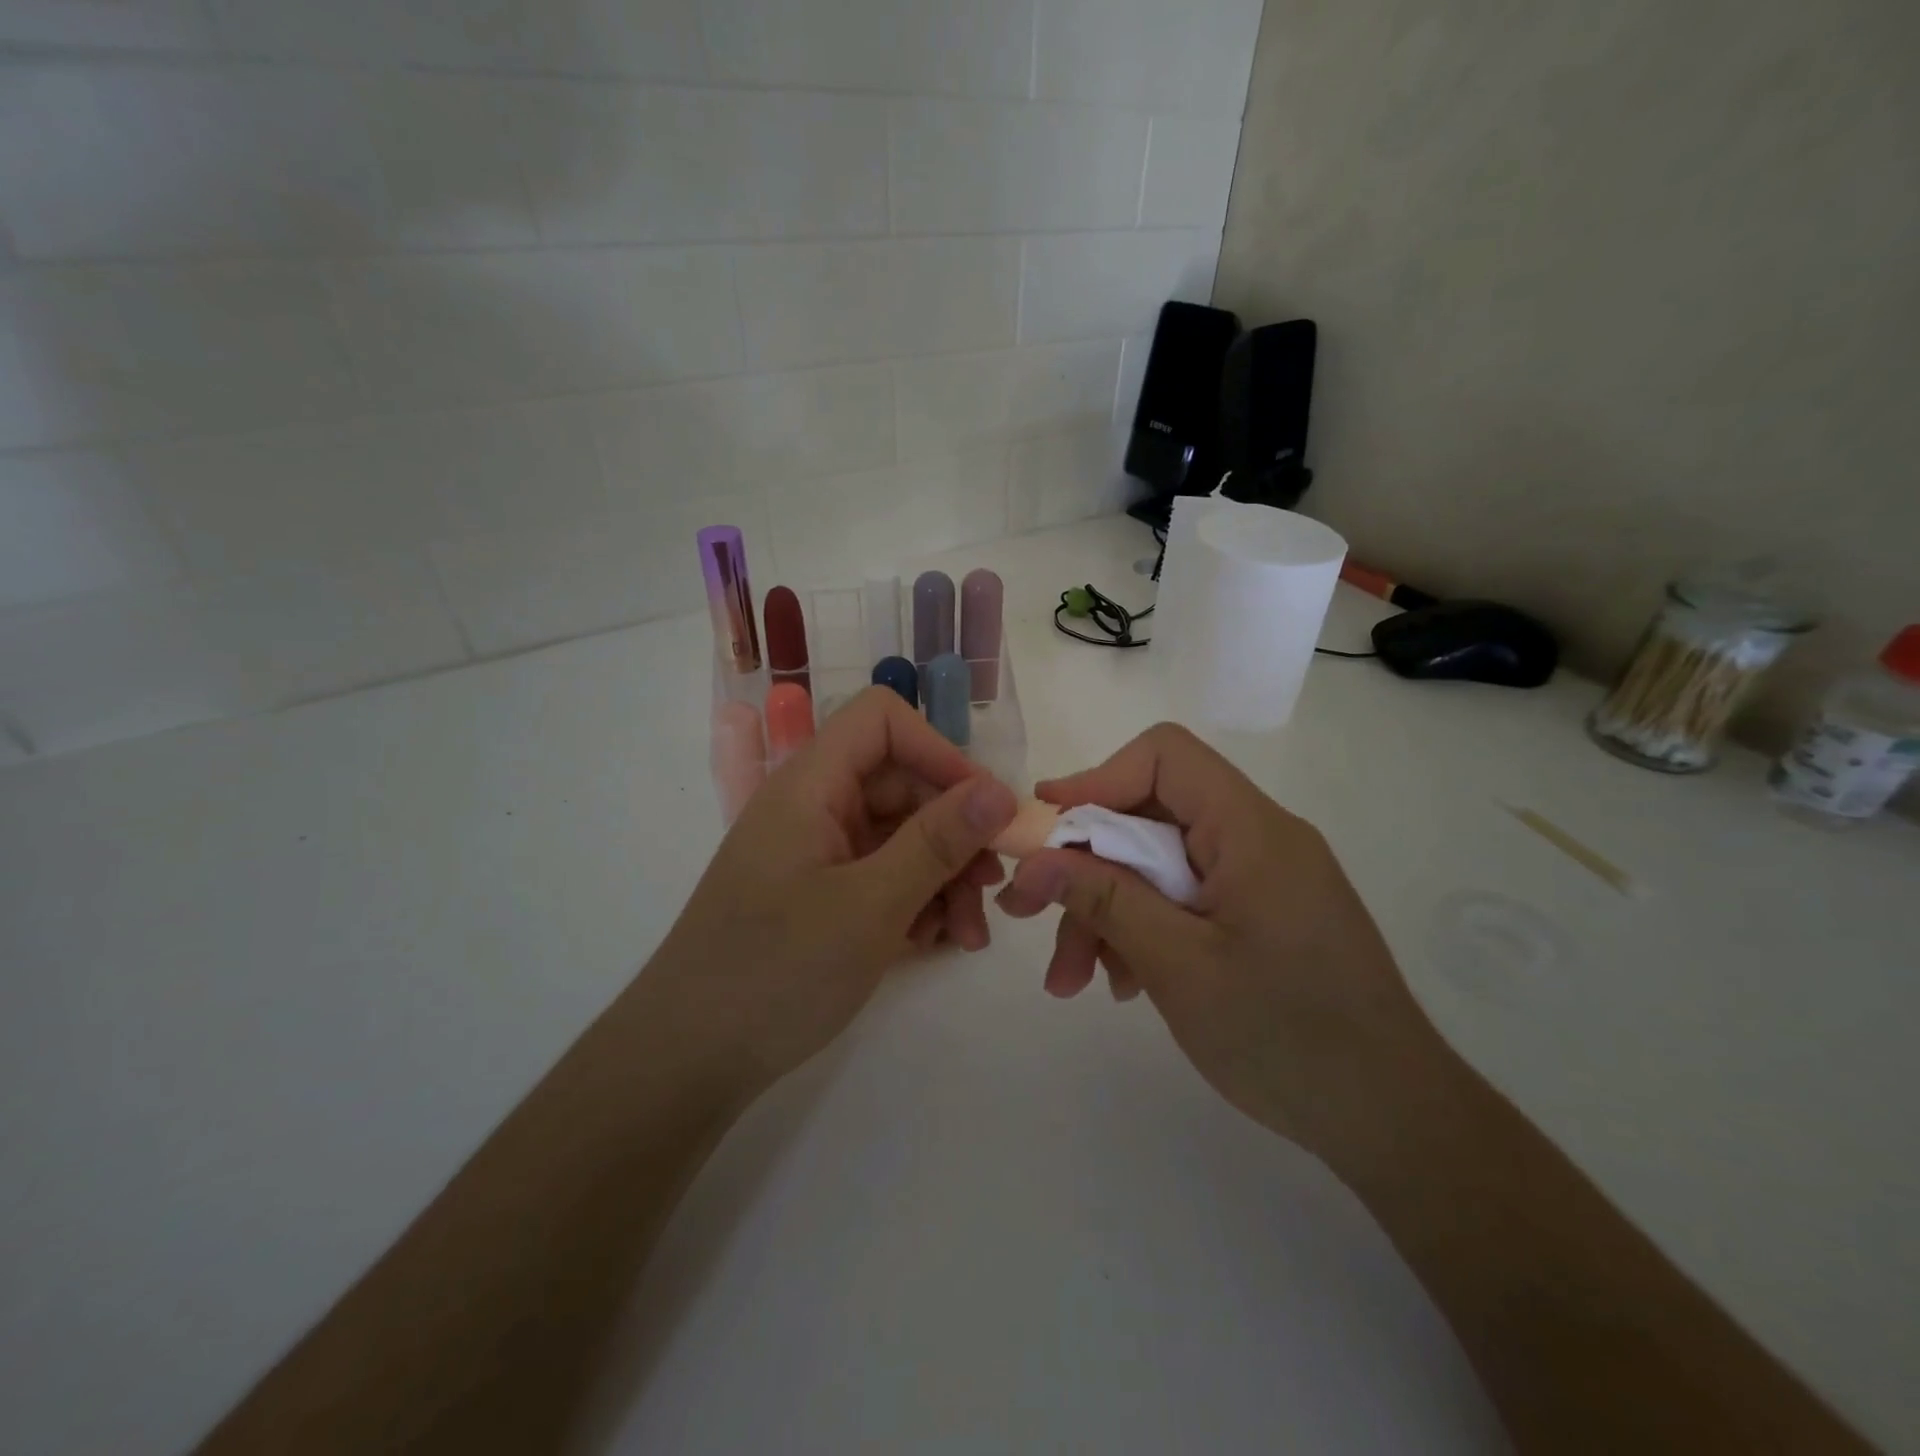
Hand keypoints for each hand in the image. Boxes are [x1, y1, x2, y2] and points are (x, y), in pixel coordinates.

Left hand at [644, 686, 1016, 1099]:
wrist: (687, 1060)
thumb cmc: (776, 971)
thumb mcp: (871, 905)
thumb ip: (937, 842)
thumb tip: (1000, 790)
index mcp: (811, 785)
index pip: (882, 721)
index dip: (938, 751)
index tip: (983, 808)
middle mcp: (814, 808)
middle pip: (902, 785)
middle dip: (955, 832)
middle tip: (992, 888)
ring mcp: (817, 853)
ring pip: (901, 837)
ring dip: (945, 876)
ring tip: (969, 935)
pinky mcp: (821, 895)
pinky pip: (883, 876)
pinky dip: (917, 901)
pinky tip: (936, 943)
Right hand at [995, 723, 1435, 1157]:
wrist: (1393, 1121)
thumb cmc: (1286, 1036)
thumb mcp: (1178, 965)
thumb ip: (1104, 900)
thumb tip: (1032, 859)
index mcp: (1250, 829)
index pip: (1164, 757)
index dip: (1096, 779)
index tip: (1043, 828)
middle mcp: (1257, 838)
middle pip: (1149, 817)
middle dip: (1085, 866)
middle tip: (1028, 914)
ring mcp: (1261, 878)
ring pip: (1158, 865)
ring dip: (1107, 911)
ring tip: (1072, 981)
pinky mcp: (1261, 915)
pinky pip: (1184, 899)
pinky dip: (1143, 930)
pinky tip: (1122, 984)